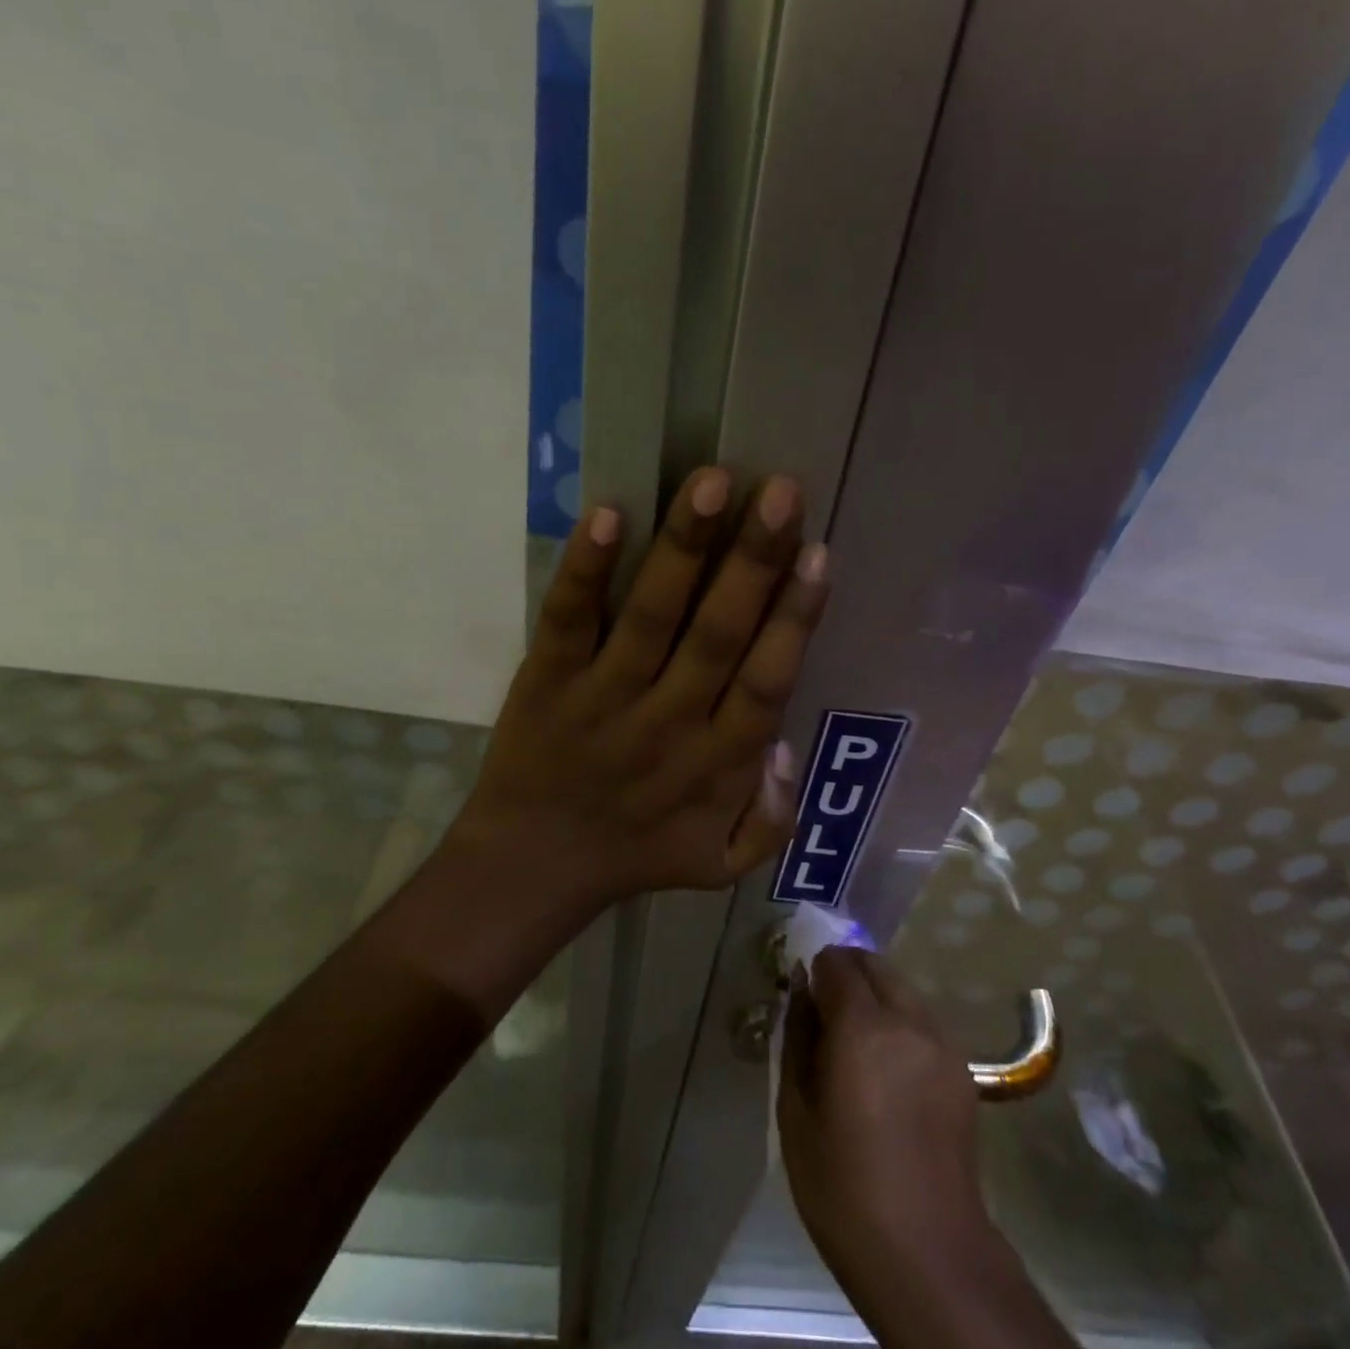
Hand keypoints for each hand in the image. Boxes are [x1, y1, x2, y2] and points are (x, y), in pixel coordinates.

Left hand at [452, 467, 827, 906]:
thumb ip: (773, 819)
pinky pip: (568, 620)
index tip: (818, 554)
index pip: (766, 681)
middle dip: (753, 560)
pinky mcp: (547, 680)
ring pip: (652, 615)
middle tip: (781, 492)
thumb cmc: (636, 853)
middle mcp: (667, 722)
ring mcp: (603, 697)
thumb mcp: (722, 863)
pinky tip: (607, 514)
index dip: (795, 618)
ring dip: (683, 548)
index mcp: (717, 763)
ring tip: (712, 482)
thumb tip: (787, 746)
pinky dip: (586, 570)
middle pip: (718, 634)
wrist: (530, 867)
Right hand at [779, 946, 990, 1276]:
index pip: (838, 963)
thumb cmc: (843, 1184)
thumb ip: (797, 1035)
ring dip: (878, 995)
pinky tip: (890, 1068)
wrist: (926, 1252)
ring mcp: (942, 1043)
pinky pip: (925, 1021)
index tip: (804, 995)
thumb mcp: (796, 1109)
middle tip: (827, 1011)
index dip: (817, 969)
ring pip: (904, 989)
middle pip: (876, 965)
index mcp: (862, 1026)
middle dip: (848, 973)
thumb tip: (799, 987)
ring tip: (859, 1041)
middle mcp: (908, 1020)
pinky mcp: (962, 1069)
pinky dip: (903, 1021)